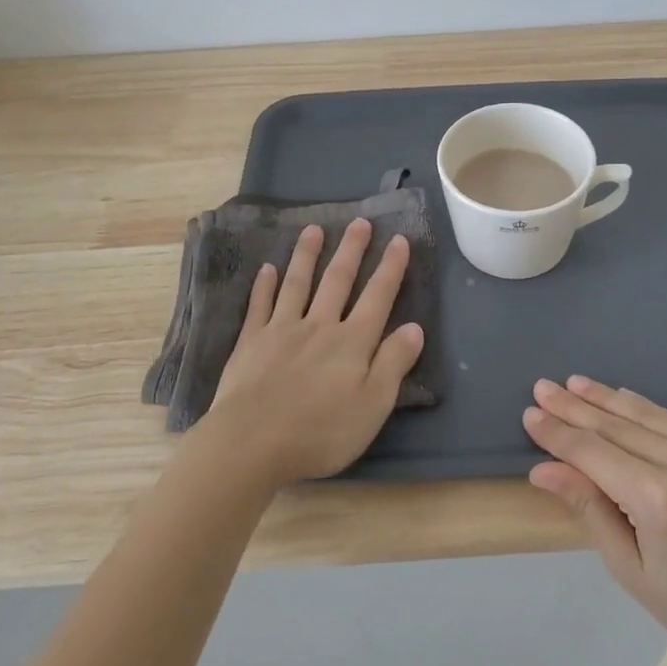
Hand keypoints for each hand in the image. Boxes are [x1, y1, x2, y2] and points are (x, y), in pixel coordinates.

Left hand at [200, 219, 424, 488]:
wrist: (252, 443)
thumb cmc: (320, 432)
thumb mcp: (372, 406)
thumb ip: (393, 363)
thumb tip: (415, 327)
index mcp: (352, 342)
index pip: (378, 296)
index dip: (390, 268)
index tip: (399, 240)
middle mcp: (319, 325)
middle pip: (338, 280)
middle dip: (351, 250)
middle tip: (360, 222)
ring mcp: (282, 330)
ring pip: (298, 283)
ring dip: (307, 255)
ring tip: (314, 230)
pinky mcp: (252, 342)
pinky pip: (260, 305)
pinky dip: (265, 285)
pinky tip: (267, 269)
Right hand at [523, 376, 666, 665]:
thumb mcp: (631, 570)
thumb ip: (588, 508)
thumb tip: (541, 469)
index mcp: (661, 502)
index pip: (594, 453)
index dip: (559, 433)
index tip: (530, 413)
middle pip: (618, 425)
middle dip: (575, 406)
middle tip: (542, 387)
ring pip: (648, 414)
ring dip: (606, 398)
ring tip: (574, 383)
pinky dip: (645, 409)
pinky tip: (620, 397)